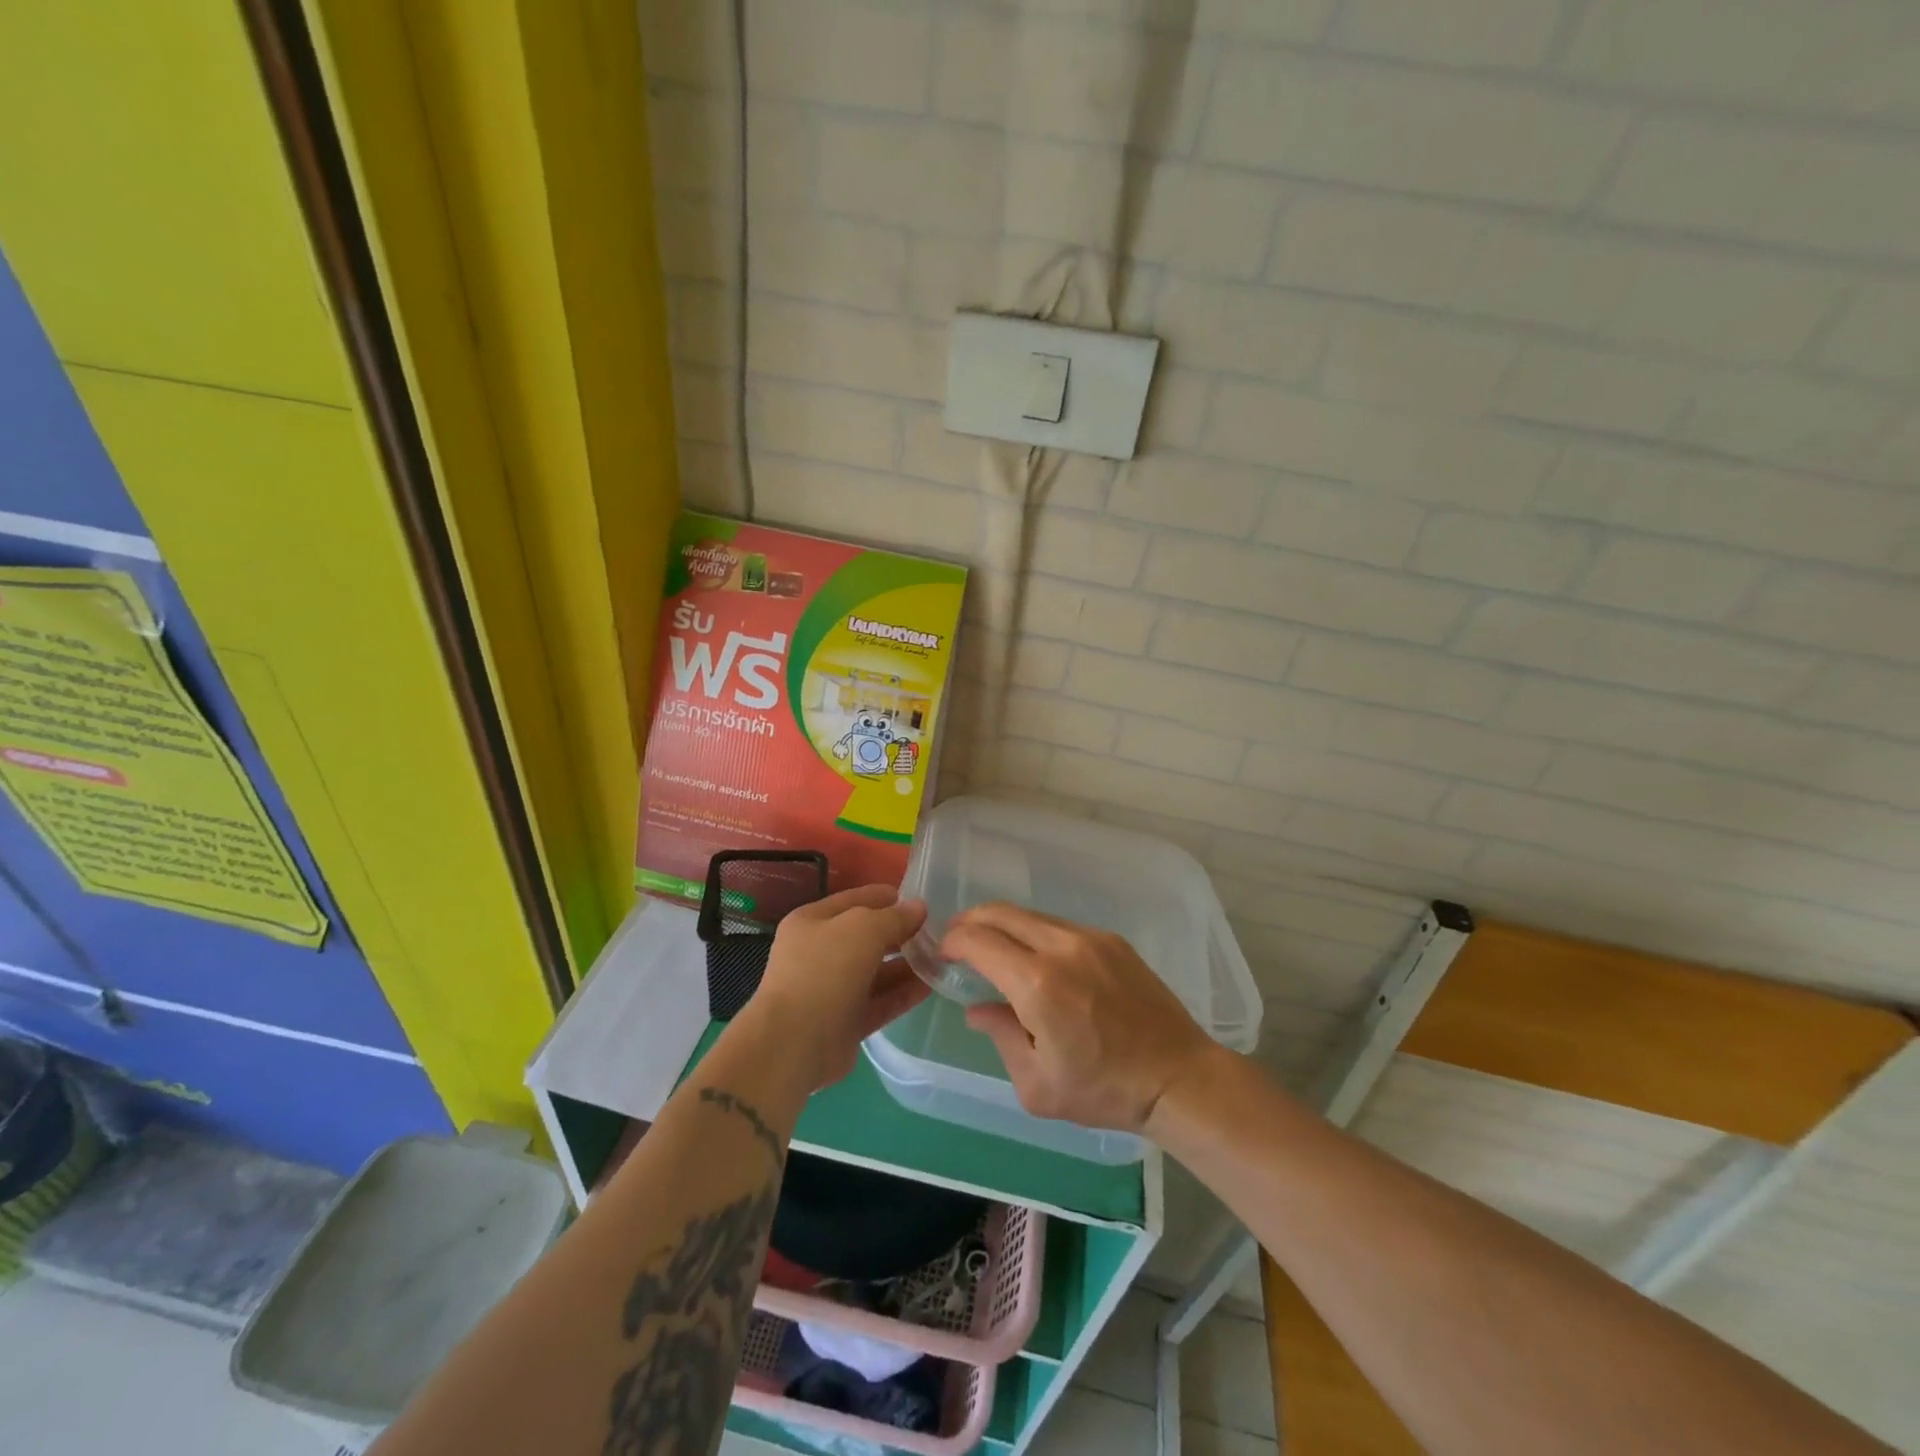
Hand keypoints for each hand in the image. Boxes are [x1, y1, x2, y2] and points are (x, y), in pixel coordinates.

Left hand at [743, 884, 929, 1088]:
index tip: (922, 901)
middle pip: (868, 937)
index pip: (855, 900)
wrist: (793, 1043)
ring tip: (942, 959)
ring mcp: (833, 989)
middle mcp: (820, 952)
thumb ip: (893, 917)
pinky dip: (903, 993)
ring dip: (907, 965)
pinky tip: (931, 986)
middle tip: (938, 932)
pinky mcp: (846, 1021)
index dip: (887, 898)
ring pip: (877, 971)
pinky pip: (880, 1001)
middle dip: (901, 933)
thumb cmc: (824, 970)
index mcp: (813, 921)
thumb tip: (918, 908)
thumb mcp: (862, 929)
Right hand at [942, 903, 1222, 1134]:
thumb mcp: (1037, 1084)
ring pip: (1031, 915)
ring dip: (1003, 925)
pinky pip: (1060, 925)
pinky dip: (1035, 933)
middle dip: (970, 921)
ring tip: (994, 948)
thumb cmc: (1103, 1090)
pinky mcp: (1112, 940)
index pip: (979, 940)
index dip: (953, 942)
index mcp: (1037, 984)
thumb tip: (977, 1008)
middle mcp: (1061, 947)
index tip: (942, 955)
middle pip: (1001, 913)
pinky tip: (1036, 958)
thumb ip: (1000, 1036)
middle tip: (957, 940)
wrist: (1176, 1076)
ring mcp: (1090, 938)